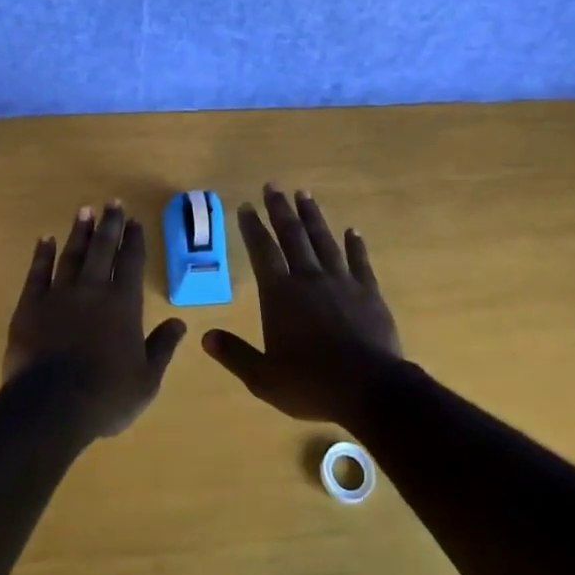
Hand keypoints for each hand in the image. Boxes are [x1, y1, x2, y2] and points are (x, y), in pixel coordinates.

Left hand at [5, 202, 185, 439]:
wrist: (51, 407)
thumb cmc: (105, 396)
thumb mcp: (146, 379)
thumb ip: (162, 347)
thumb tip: (180, 323)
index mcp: (123, 304)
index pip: (131, 262)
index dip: (134, 240)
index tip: (135, 221)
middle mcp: (93, 290)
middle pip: (103, 249)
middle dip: (109, 224)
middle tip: (112, 203)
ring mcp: (59, 295)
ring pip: (72, 254)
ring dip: (79, 231)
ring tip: (84, 210)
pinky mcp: (30, 306)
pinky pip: (37, 273)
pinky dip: (42, 254)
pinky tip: (45, 239)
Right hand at [203, 185, 403, 423]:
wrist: (369, 388)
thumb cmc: (311, 383)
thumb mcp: (264, 378)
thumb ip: (235, 354)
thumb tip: (206, 337)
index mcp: (281, 294)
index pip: (262, 251)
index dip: (253, 228)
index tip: (246, 206)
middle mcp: (309, 278)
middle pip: (292, 235)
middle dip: (280, 209)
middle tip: (272, 186)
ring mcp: (341, 281)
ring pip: (323, 240)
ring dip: (312, 217)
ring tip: (304, 194)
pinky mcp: (368, 291)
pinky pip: (360, 261)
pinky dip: (355, 244)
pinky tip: (353, 230)